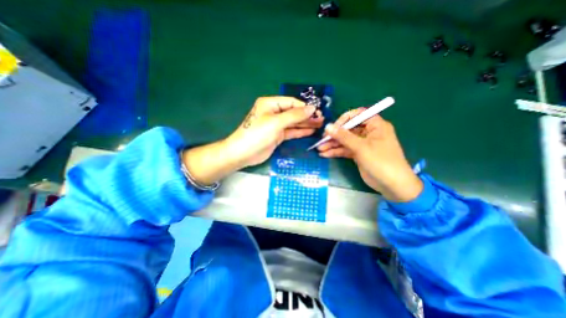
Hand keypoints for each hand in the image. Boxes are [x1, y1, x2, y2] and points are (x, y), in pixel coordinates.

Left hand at [181, 97, 322, 185]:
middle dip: (307, 116)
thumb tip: (312, 108)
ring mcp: (276, 125)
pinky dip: (300, 131)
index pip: (291, 102)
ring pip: (293, 123)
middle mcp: (273, 113)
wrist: (243, 153)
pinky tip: (310, 131)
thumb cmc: (258, 134)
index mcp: (270, 104)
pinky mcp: (277, 136)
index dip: (304, 107)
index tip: (317, 112)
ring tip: (319, 125)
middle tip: (321, 120)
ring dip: (305, 124)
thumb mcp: (276, 122)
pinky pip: (291, 131)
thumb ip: (295, 115)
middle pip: (294, 112)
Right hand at [317, 109, 419, 202]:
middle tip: (322, 140)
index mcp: (375, 125)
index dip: (344, 119)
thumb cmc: (380, 161)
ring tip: (320, 149)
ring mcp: (362, 144)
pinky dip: (336, 152)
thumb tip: (328, 126)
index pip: (357, 115)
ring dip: (333, 145)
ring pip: (345, 141)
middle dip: (335, 135)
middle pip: (348, 129)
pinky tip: (325, 154)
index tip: (333, 127)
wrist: (392, 185)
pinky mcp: (358, 154)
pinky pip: (345, 150)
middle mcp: (368, 133)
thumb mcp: (361, 147)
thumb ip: (343, 136)